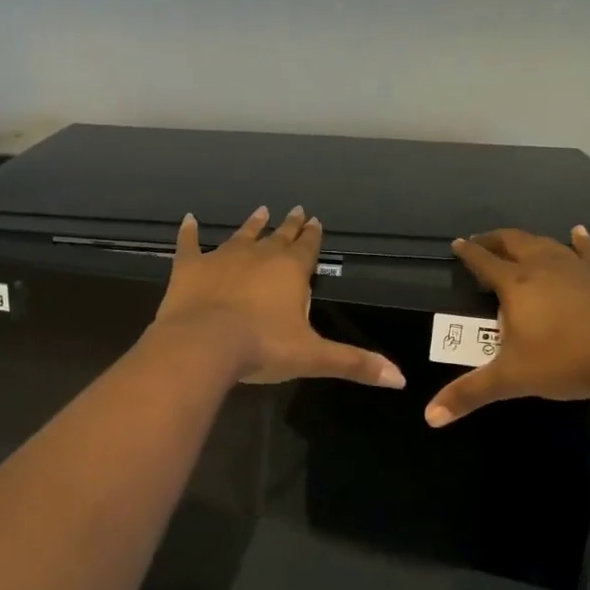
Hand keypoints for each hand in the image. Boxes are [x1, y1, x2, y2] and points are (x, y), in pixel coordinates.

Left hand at [154, 206, 406, 388]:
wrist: (204, 344)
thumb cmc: (263, 347)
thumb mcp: (312, 357)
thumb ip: (354, 363)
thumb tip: (400, 379)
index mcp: (290, 271)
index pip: (307, 247)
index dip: (313, 236)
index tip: (315, 220)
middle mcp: (259, 255)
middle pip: (278, 236)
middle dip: (289, 225)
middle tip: (295, 210)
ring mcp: (222, 258)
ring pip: (241, 236)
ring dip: (252, 225)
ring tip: (261, 211)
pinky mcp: (190, 267)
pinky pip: (189, 244)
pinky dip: (189, 232)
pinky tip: (189, 219)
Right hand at [424, 226, 589, 426]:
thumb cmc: (568, 361)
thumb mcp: (513, 379)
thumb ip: (470, 394)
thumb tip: (430, 417)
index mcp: (517, 284)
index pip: (484, 262)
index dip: (468, 253)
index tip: (457, 244)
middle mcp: (545, 266)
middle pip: (513, 243)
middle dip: (494, 241)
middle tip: (481, 242)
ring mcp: (579, 268)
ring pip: (546, 244)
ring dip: (528, 241)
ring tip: (518, 242)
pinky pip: (588, 252)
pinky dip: (579, 241)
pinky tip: (578, 232)